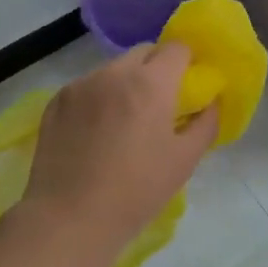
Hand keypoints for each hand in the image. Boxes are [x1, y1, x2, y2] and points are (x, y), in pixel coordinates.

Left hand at [17, 42, 219, 266]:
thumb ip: (206, 122)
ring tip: (124, 121)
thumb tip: (211, 102)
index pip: (178, 47)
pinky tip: (96, 131)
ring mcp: (82, 84)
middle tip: (160, 103)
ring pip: (114, 68)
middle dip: (157, 68)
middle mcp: (115, 73)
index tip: (189, 86)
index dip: (187, 62)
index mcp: (151, 83)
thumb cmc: (136, 190)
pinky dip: (99, 97)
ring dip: (126, 82)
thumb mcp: (185, 160)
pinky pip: (88, 86)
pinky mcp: (57, 101)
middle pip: (145, 52)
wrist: (69, 219)